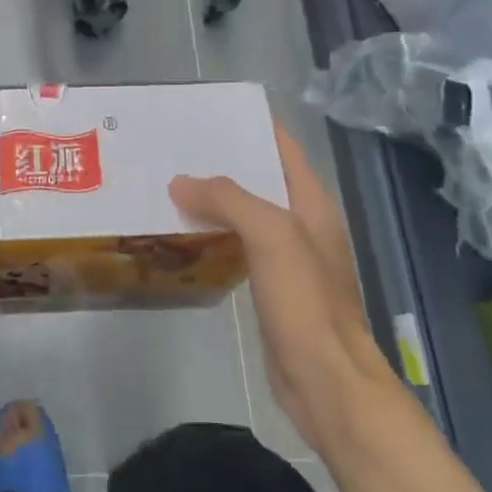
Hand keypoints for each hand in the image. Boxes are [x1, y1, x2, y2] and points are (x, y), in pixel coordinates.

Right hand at [169, 119, 393, 444]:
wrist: (324, 379)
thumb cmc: (305, 302)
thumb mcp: (271, 237)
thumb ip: (229, 200)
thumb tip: (180, 183)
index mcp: (312, 203)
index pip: (283, 148)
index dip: (251, 125)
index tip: (207, 112)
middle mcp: (302, 224)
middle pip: (260, 179)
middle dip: (220, 162)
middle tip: (172, 149)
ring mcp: (287, 258)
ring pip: (245, 214)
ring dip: (212, 200)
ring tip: (167, 184)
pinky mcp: (270, 287)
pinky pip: (237, 246)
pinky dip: (212, 234)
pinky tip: (182, 234)